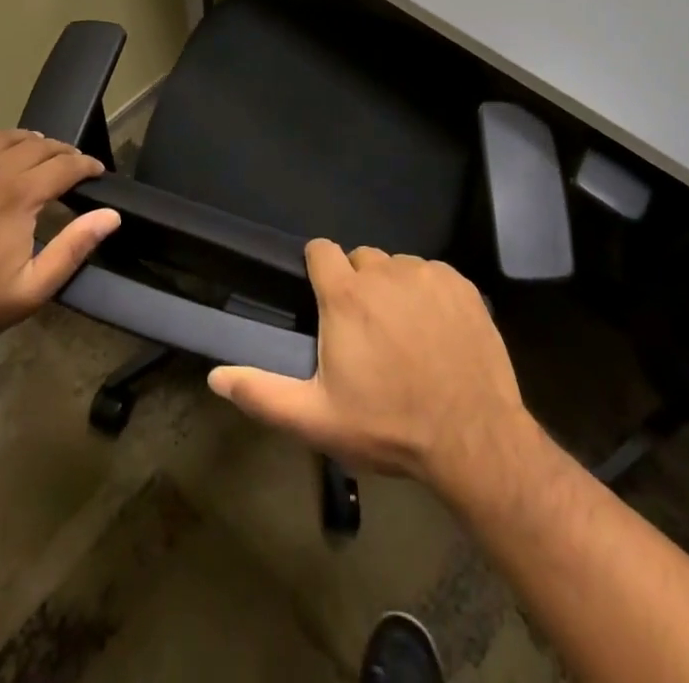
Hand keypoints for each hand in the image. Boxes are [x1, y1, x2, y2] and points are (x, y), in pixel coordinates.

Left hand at [0, 118, 119, 352]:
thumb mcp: (32, 289)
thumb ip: (73, 248)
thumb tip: (111, 215)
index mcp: (20, 196)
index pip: (65, 166)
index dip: (86, 166)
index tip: (97, 172)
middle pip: (37, 146)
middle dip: (61, 151)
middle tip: (72, 163)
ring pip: (0, 137)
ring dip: (26, 138)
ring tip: (38, 146)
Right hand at [207, 240, 531, 492]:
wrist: (473, 438)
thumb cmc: (389, 426)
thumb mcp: (318, 419)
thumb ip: (263, 394)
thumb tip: (215, 377)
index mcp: (346, 295)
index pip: (320, 250)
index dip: (318, 269)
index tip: (325, 300)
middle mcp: (384, 271)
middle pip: (361, 259)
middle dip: (358, 285)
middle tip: (367, 332)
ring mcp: (426, 273)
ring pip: (398, 266)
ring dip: (394, 289)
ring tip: (406, 335)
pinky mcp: (461, 283)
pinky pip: (433, 275)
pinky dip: (429, 294)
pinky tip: (438, 332)